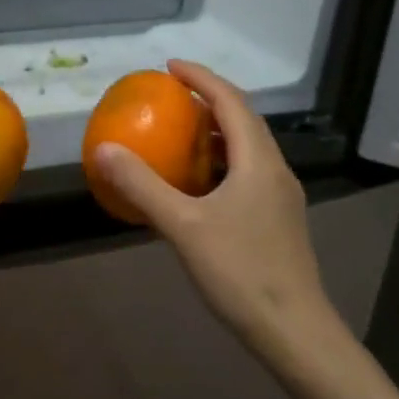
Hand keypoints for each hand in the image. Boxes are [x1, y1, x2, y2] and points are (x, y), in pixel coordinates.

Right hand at [91, 60, 342, 363]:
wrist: (295, 332)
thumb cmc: (241, 272)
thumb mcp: (183, 226)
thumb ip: (143, 185)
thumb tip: (104, 148)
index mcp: (258, 162)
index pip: (231, 102)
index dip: (201, 78)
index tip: (170, 66)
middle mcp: (274, 170)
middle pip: (244, 120)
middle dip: (209, 100)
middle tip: (172, 96)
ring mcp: (280, 197)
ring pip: (248, 148)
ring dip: (216, 131)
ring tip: (181, 132)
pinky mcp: (278, 220)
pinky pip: (247, 172)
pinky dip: (220, 161)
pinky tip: (197, 183)